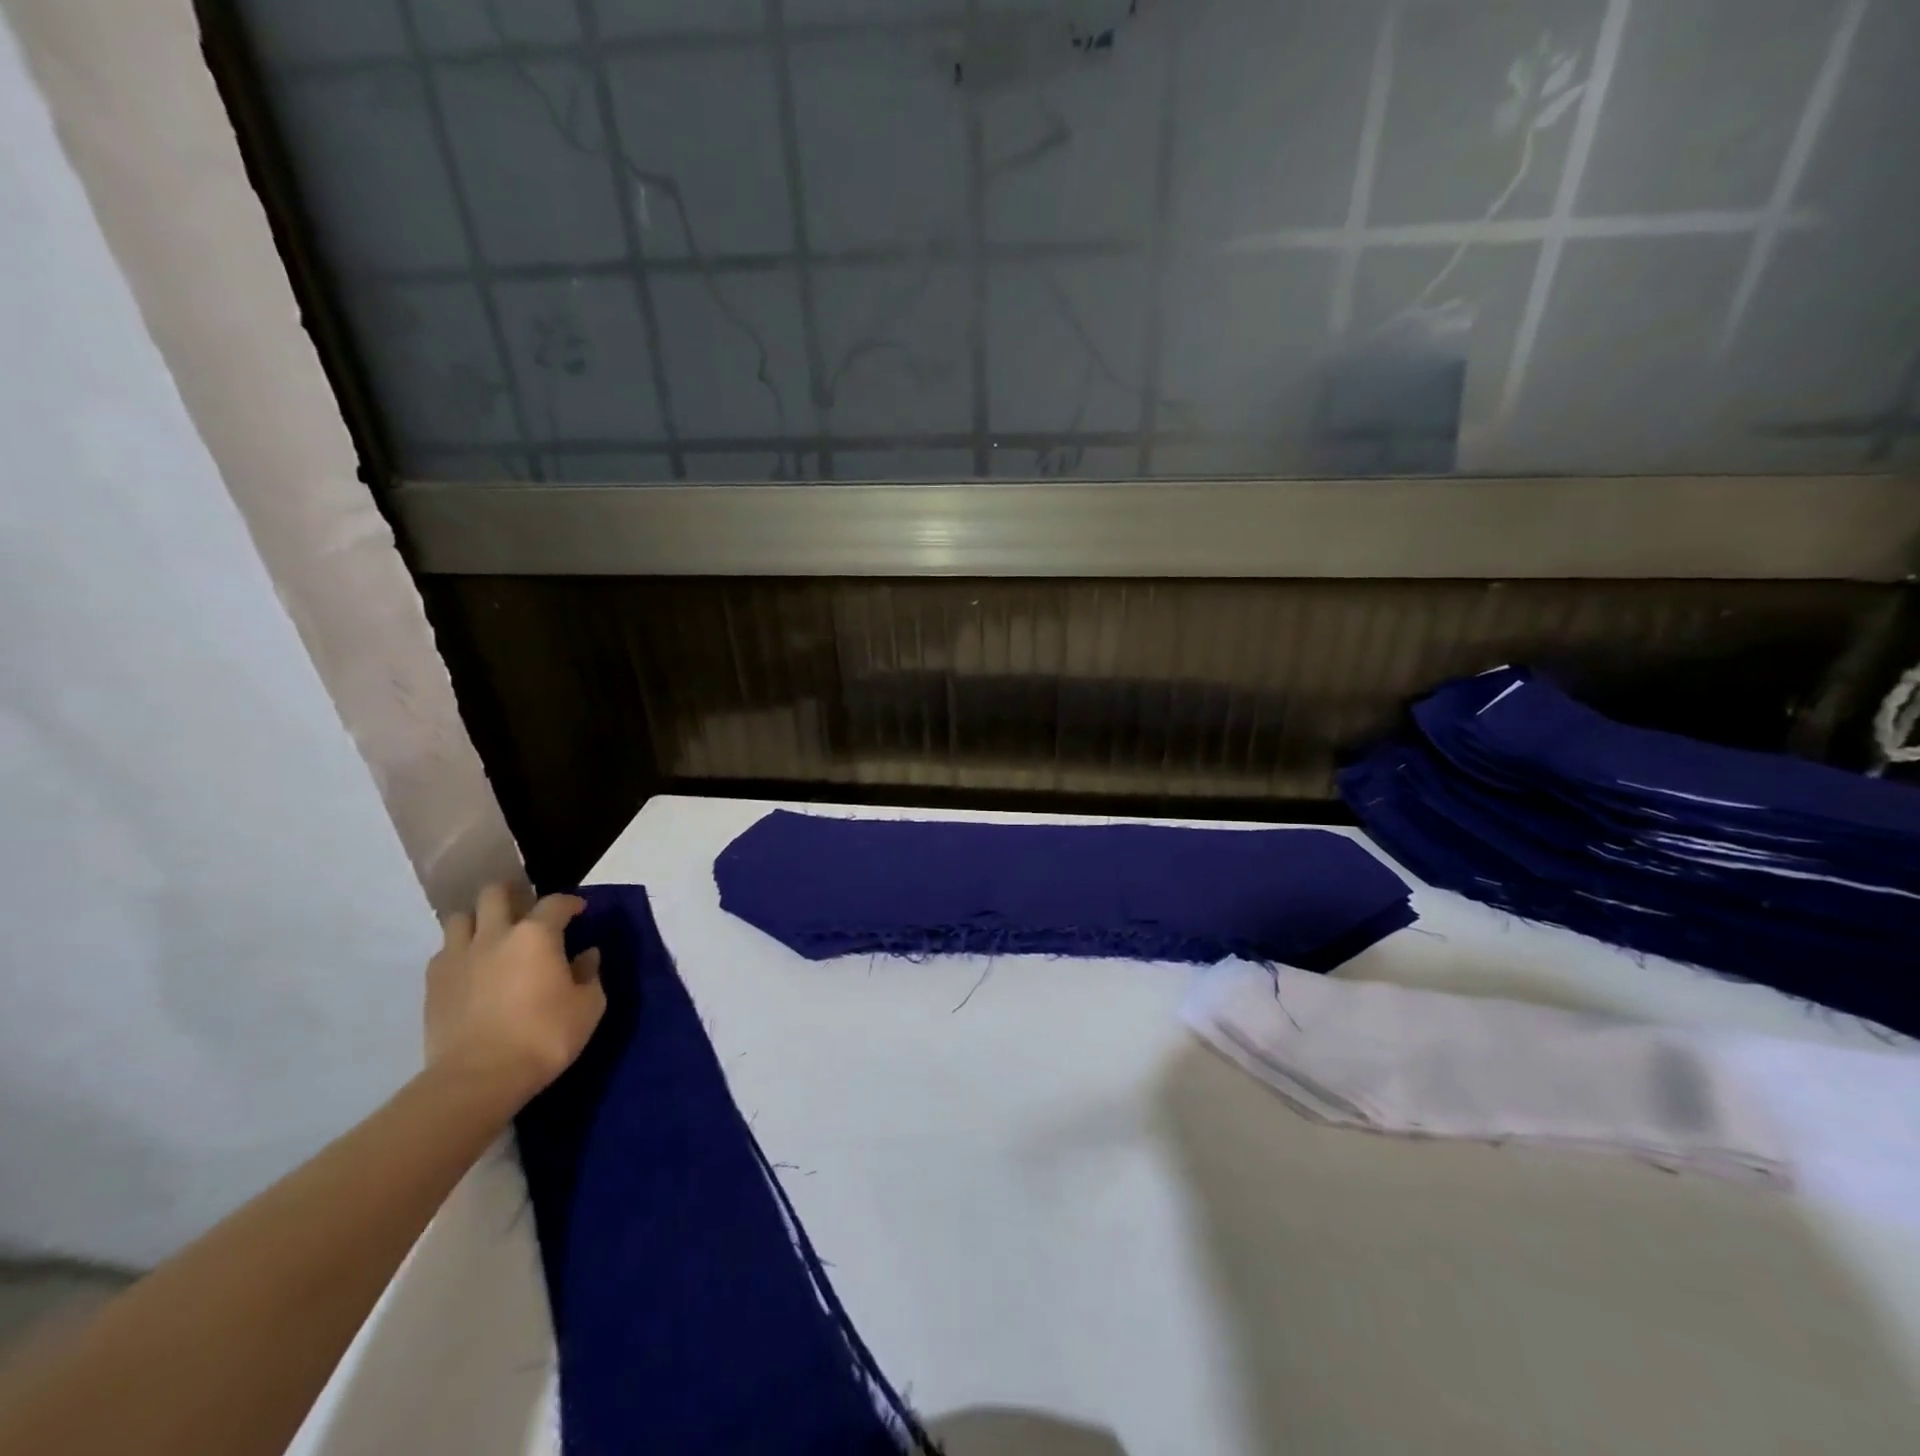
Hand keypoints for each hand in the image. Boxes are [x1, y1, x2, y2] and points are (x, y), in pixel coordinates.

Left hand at [424, 884, 605, 1109]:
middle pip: (495, 893)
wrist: (478, 1078)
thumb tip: (586, 955)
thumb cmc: (544, 1036)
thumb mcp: (588, 1006)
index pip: (556, 902)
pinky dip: (459, 951)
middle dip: (513, 894)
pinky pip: (444, 951)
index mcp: (536, 934)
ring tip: (492, 935)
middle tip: (526, 910)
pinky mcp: (433, 983)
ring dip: (478, 919)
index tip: (578, 912)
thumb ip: (589, 974)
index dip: (570, 903)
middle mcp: (495, 934)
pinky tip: (472, 968)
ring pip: (460, 917)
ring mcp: (458, 957)